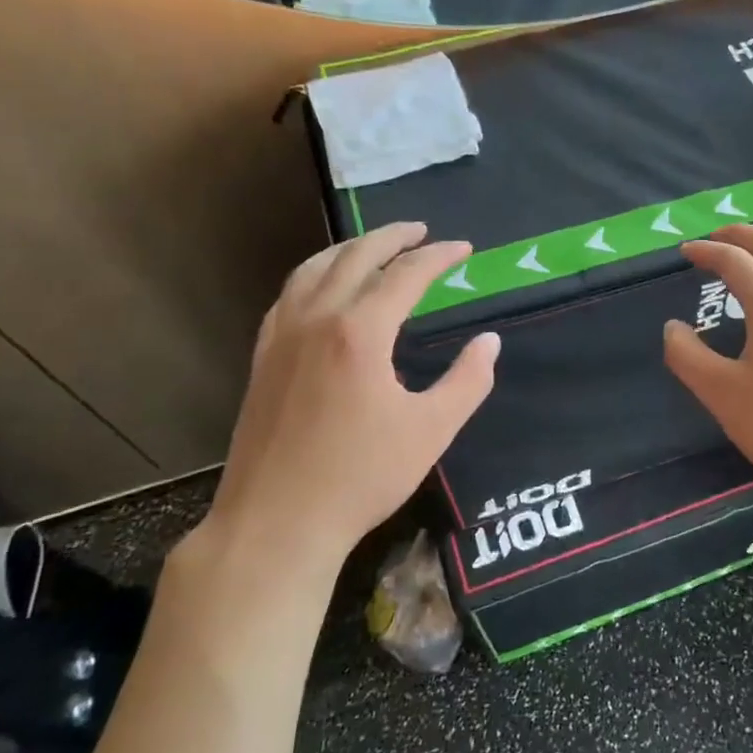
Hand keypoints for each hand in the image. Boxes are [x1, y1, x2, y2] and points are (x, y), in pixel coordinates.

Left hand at [201, 224, 497, 569]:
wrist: (277, 522)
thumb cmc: (361, 477)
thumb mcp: (431, 430)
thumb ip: (468, 380)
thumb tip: (489, 342)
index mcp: (360, 332)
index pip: (406, 274)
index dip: (439, 256)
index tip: (464, 249)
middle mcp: (316, 319)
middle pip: (355, 256)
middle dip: (393, 236)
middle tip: (421, 231)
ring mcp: (282, 336)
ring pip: (314, 268)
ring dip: (349, 248)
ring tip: (375, 247)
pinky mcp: (262, 357)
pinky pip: (289, 294)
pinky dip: (315, 275)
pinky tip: (324, 288)